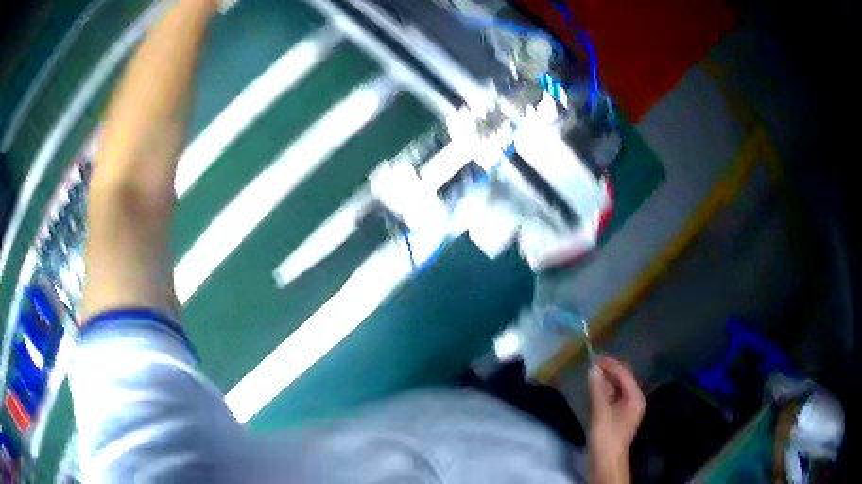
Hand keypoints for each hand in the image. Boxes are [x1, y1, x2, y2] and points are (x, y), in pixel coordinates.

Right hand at [587, 357, 645, 483]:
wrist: (606, 462)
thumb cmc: (606, 436)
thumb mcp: (600, 411)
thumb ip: (597, 389)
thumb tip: (593, 368)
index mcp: (635, 397)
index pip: (624, 373)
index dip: (610, 364)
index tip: (593, 358)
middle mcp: (634, 400)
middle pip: (622, 380)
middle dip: (608, 372)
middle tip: (591, 366)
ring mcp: (627, 409)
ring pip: (617, 389)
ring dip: (605, 382)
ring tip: (590, 376)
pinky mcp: (619, 417)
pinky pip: (613, 398)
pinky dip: (604, 393)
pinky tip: (593, 392)